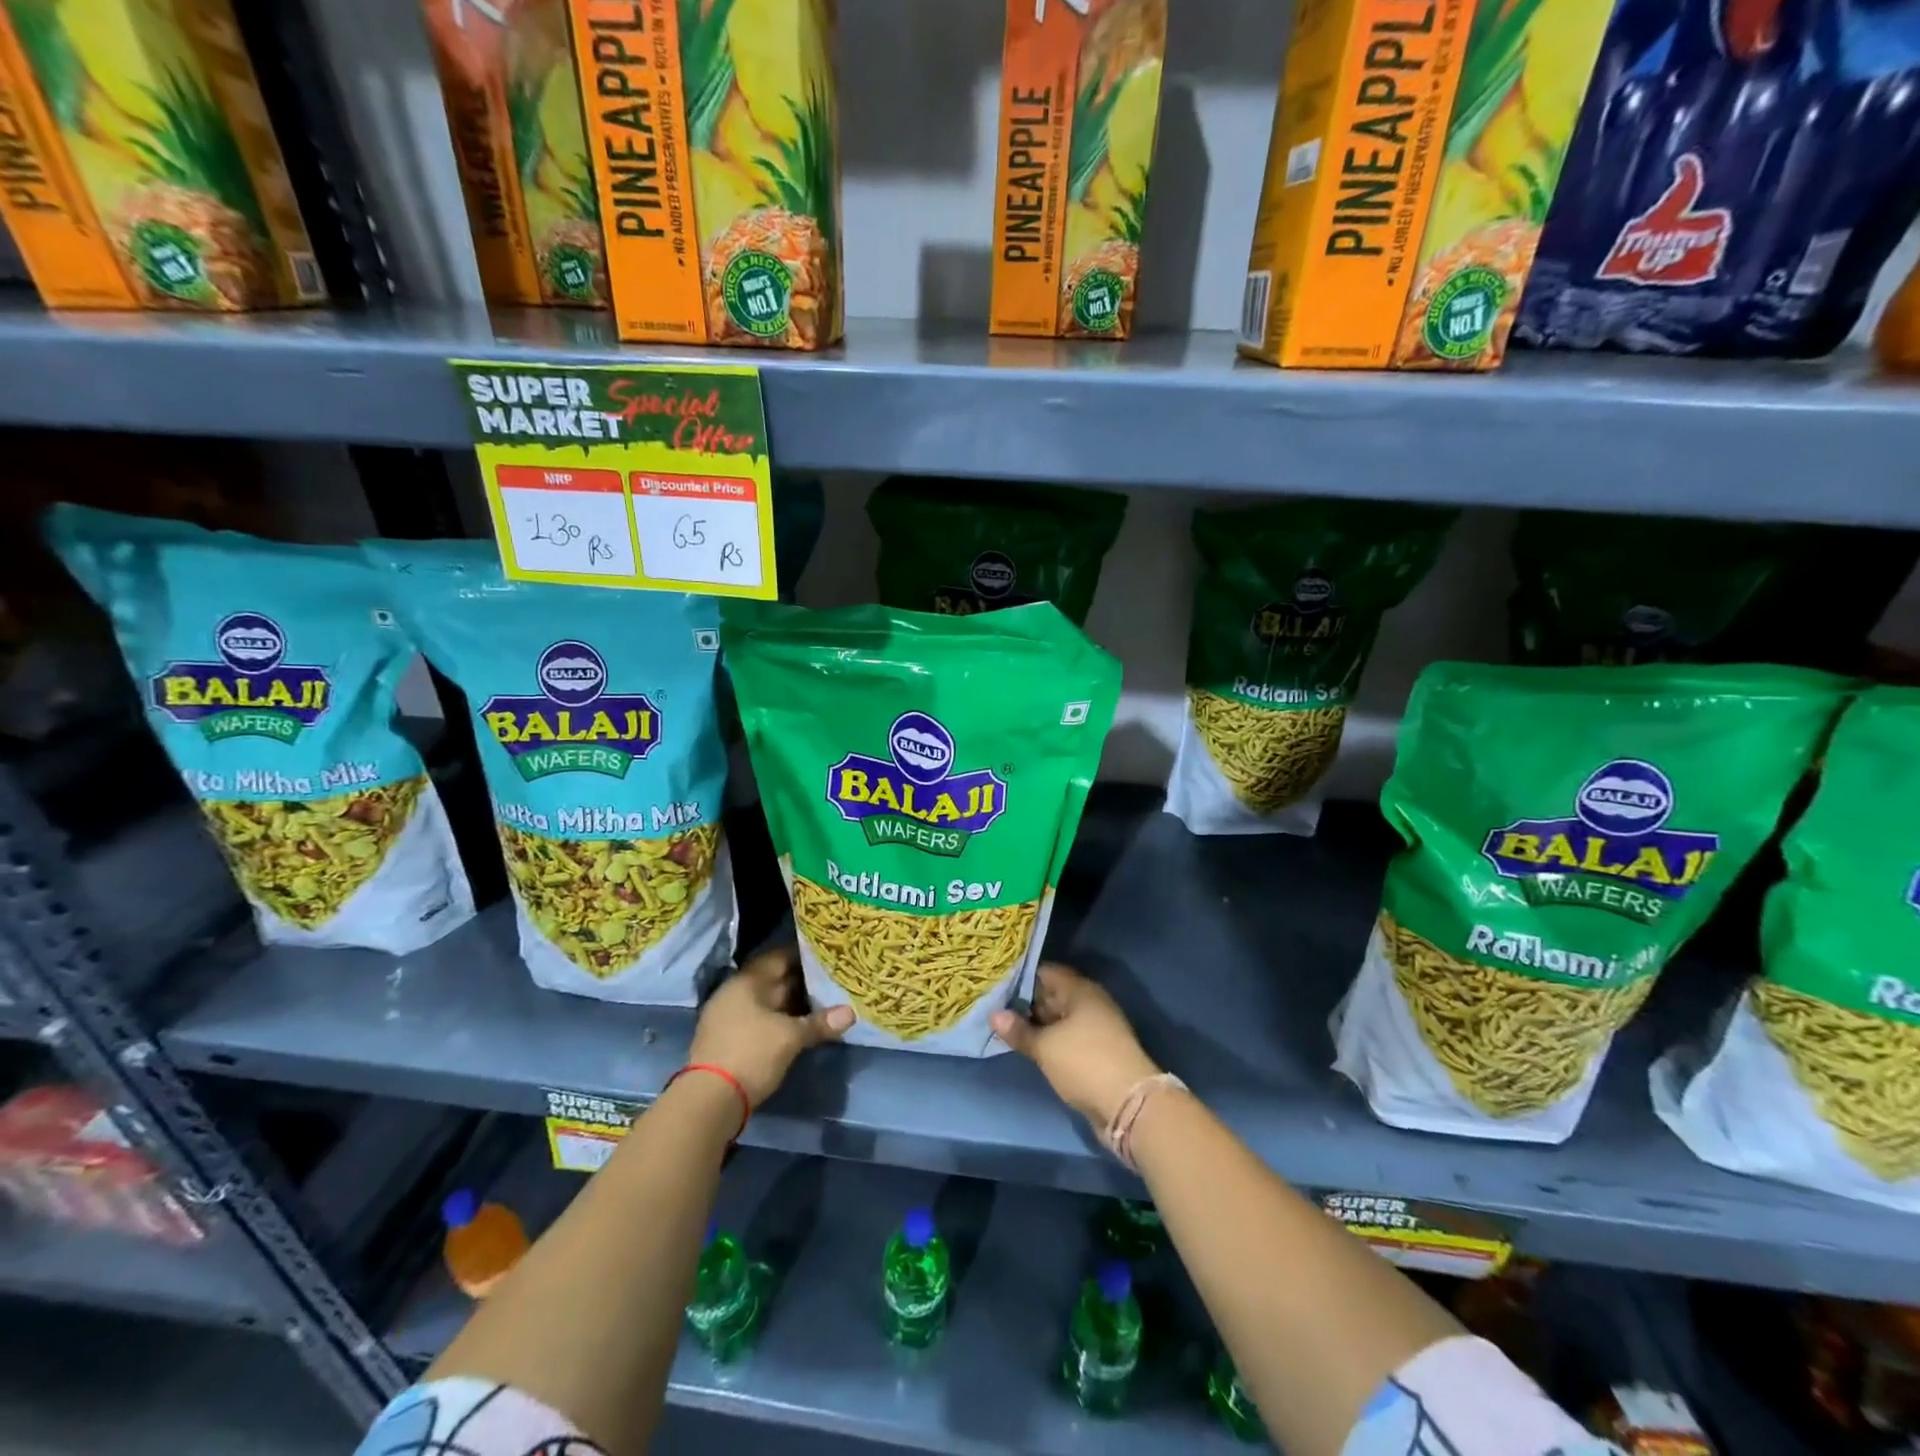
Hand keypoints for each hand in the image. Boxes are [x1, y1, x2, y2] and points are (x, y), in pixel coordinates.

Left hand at [688, 946, 853, 1107]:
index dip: (803, 956)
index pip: (778, 957)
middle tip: (830, 980)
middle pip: (772, 980)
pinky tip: (797, 1027)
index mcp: (746, 982)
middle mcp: (734, 993)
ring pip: (766, 1002)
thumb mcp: (791, 1037)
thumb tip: (850, 1013)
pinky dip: (778, 1020)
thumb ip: (819, 1022)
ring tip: (820, 1003)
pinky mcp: (727, 1040)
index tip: (826, 957)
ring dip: (789, 1004)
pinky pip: (758, 1020)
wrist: (709, 1101)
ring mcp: (727, 1017)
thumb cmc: (752, 1054)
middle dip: (800, 982)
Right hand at [991, 962, 1160, 1126]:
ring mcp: (1096, 1029)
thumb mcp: (1045, 1047)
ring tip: (1005, 1028)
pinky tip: (1029, 1048)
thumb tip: (994, 1014)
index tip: (996, 984)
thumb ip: (1019, 1030)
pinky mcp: (1097, 1052)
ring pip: (1059, 1019)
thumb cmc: (1084, 1063)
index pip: (1046, 972)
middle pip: (1053, 995)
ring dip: (1037, 1025)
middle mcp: (1090, 1004)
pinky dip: (1049, 1041)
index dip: (1021, 977)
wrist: (1130, 1106)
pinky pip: (1067, 1038)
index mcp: (1080, 991)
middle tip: (994, 1007)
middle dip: (1025, 1002)